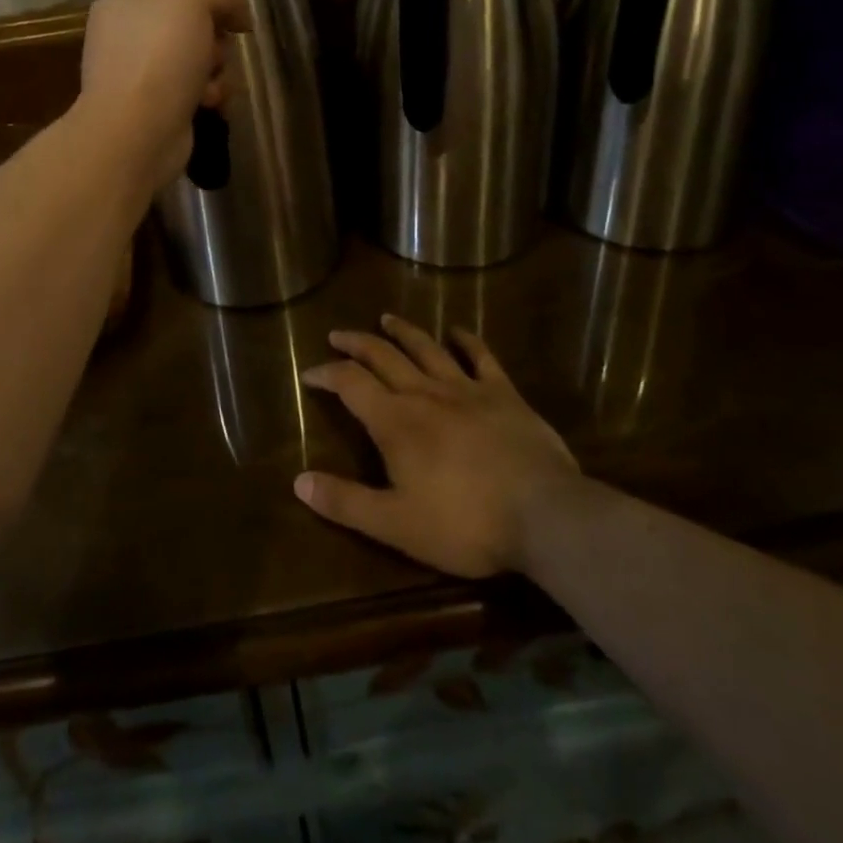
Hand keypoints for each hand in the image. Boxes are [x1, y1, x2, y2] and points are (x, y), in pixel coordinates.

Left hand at [77, 0, 250, 190]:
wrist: (137, 133)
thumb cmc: (158, 56)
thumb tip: (239, 4)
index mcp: (121, 4)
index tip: (233, 14)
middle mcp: (124, 37)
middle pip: (190, 26)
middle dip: (214, 40)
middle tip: (216, 52)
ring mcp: (138, 76)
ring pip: (196, 61)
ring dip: (216, 71)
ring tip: (212, 84)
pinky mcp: (154, 110)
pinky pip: (193, 93)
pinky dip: (207, 96)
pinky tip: (209, 104)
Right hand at [294, 316, 581, 578]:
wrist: (544, 515)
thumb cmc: (464, 523)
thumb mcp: (396, 524)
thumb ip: (346, 502)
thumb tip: (298, 482)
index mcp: (395, 421)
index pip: (350, 383)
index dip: (326, 373)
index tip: (309, 372)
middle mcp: (425, 393)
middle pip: (383, 356)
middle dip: (357, 343)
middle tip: (338, 335)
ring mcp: (467, 389)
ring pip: (426, 348)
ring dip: (403, 331)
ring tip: (387, 318)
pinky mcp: (503, 394)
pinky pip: (481, 357)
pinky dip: (467, 341)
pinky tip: (458, 331)